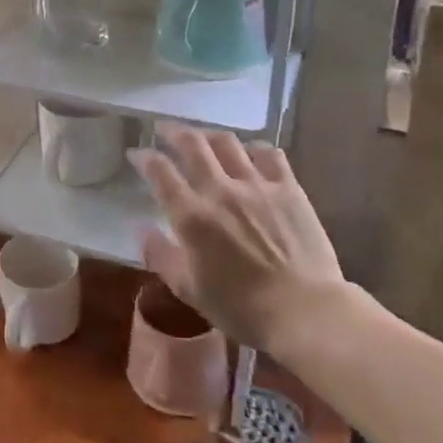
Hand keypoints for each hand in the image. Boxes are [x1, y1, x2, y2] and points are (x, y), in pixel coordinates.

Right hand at [130, 126, 346, 351]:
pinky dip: (255, 148)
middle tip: (164, 130)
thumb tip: (142, 229)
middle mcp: (220, 191)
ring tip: (204, 139)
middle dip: (172, 131)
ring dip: (210, 136)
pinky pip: (270, 154)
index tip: (137, 154)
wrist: (306, 312)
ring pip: (228, 142)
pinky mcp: (289, 189)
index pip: (159, 171)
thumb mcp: (189, 289)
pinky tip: (251, 154)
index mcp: (191, 216)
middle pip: (192, 144)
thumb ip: (161, 255)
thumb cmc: (241, 308)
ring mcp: (257, 185)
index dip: (144, 158)